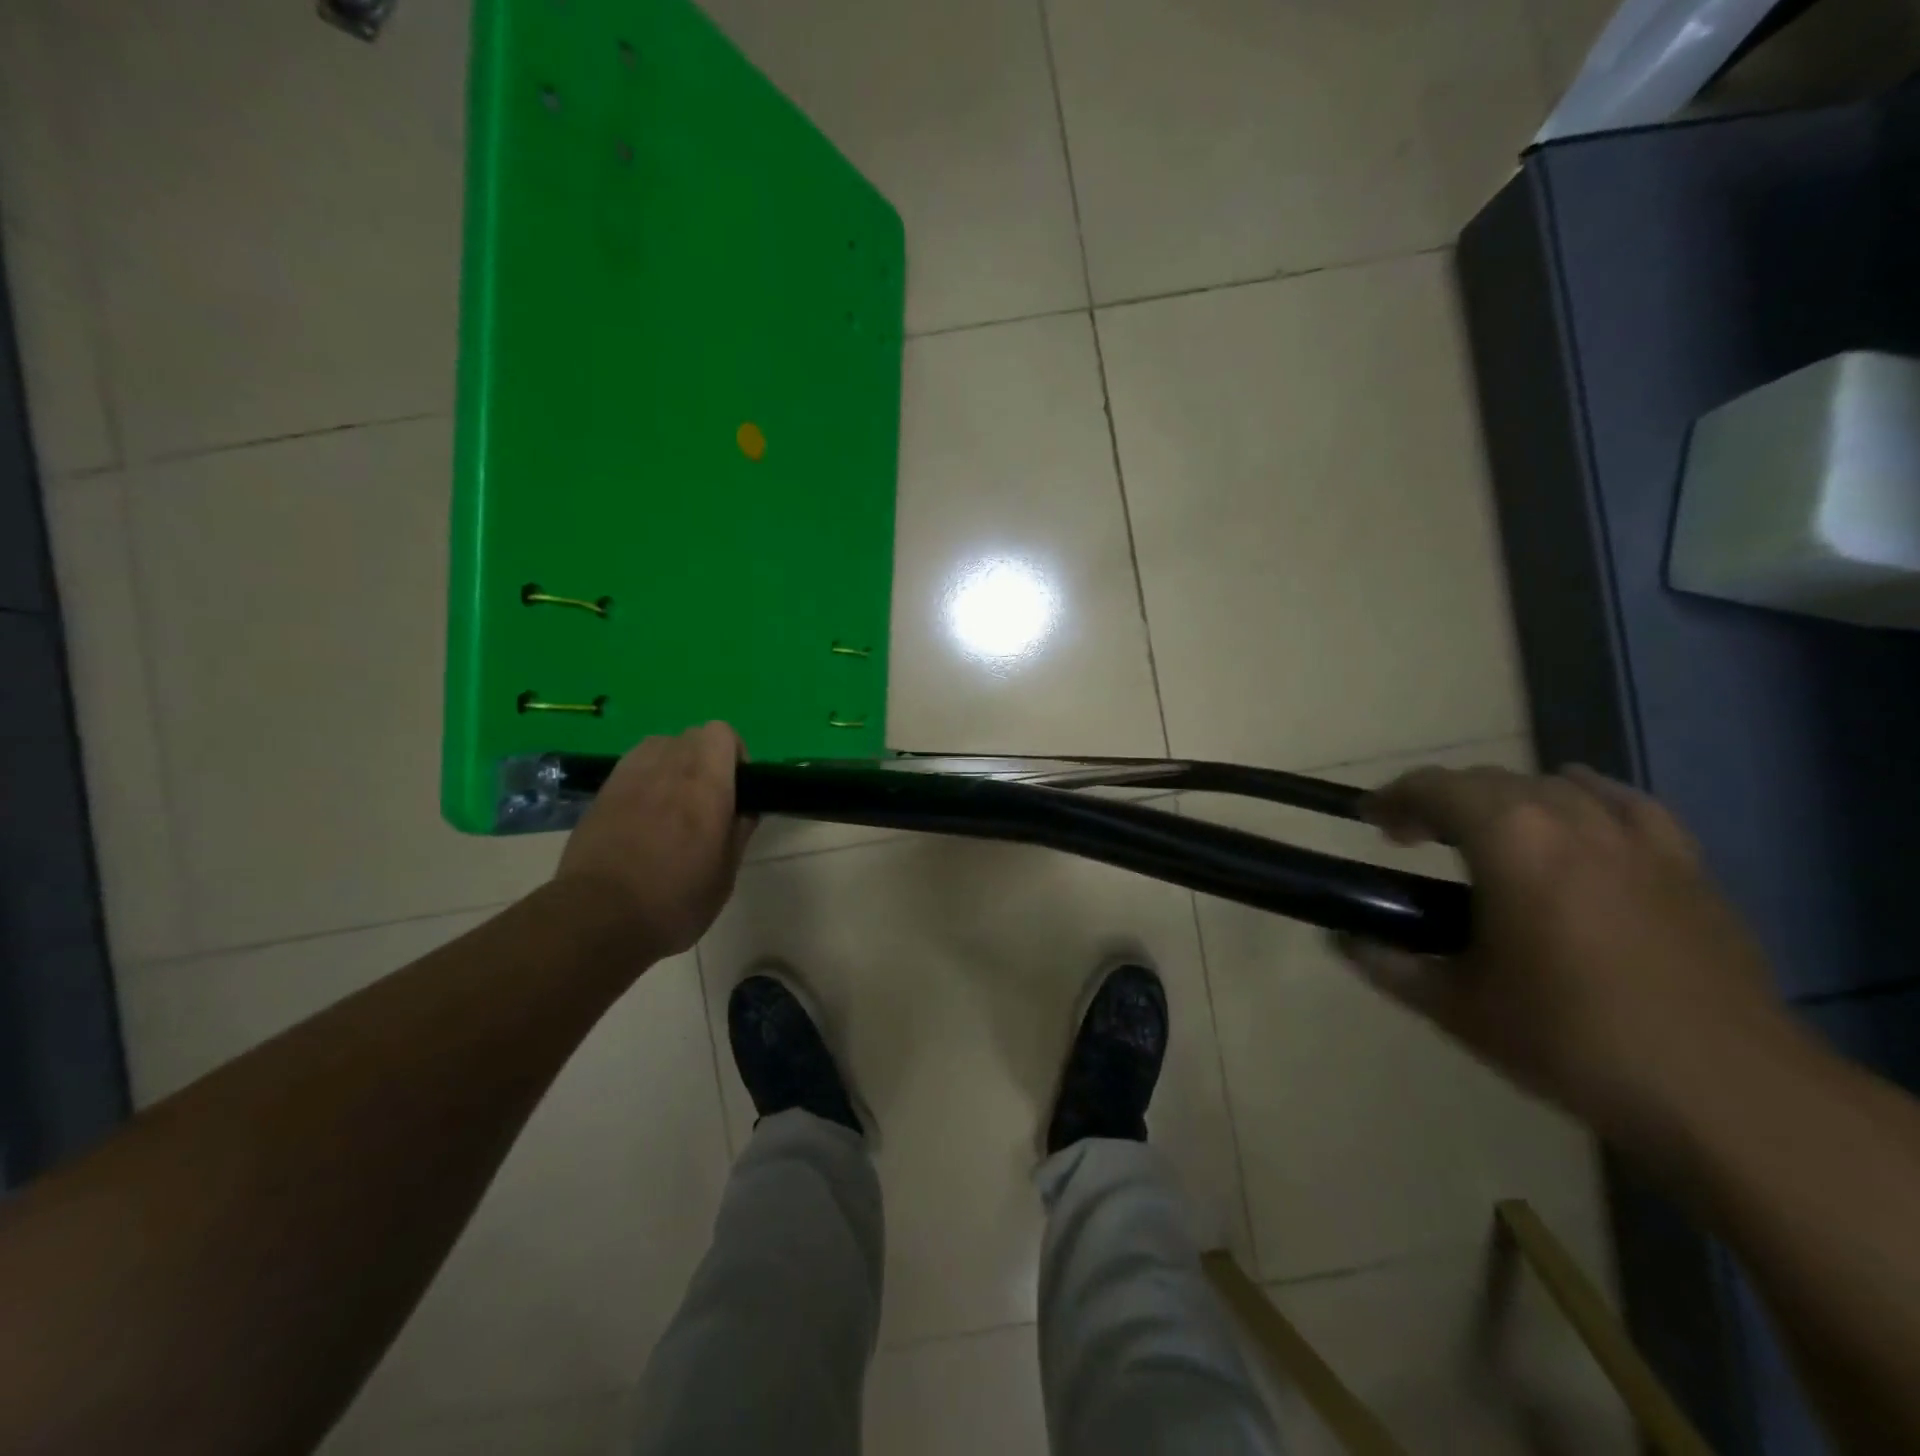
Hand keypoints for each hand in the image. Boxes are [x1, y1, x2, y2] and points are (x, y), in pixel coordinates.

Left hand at [555, 723, 755, 957]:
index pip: (721, 733)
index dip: (734, 753)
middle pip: (692, 736)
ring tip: (673, 802)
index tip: (737, 786)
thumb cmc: (674, 900)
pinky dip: (645, 778)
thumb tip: (745, 808)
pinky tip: (643, 814)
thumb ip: (739, 831)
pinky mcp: (602, 792)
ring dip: (673, 763)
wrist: (598, 918)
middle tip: (707, 798)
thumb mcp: (725, 873)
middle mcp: (668, 767)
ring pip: (660, 746)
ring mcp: (629, 776)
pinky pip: (632, 767)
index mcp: (706, 783)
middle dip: (706, 758)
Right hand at [1340, 763, 1803, 1147]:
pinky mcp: (1686, 865)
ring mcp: (1636, 838)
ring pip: (1553, 786)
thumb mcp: (1456, 1006)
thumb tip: (1340, 939)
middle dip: (1441, 799)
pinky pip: (1625, 805)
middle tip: (1414, 837)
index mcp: (1510, 839)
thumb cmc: (1571, 1038)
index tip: (1369, 818)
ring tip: (1486, 835)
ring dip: (1505, 800)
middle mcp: (1570, 818)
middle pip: (1489, 781)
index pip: (1434, 787)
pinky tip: (1576, 818)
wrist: (1726, 1092)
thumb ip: (1388, 964)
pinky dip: (1585, 799)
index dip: (1392, 797)